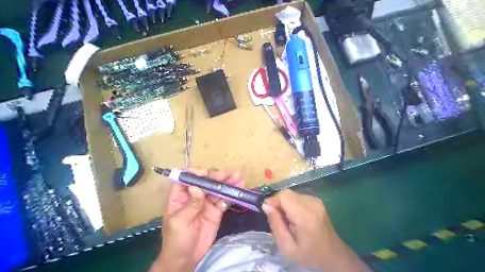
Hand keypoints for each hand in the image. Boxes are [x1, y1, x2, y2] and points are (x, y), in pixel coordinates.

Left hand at [150, 169, 244, 270]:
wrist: (186, 259)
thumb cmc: (176, 240)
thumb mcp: (179, 222)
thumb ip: (190, 205)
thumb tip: (197, 187)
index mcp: (180, 196)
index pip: (187, 179)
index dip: (196, 173)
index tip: (206, 174)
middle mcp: (194, 196)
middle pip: (205, 181)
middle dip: (216, 176)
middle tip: (229, 175)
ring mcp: (206, 203)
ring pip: (217, 189)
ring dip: (227, 183)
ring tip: (239, 177)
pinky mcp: (216, 211)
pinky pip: (224, 200)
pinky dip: (231, 194)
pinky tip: (239, 188)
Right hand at [264, 191, 370, 270]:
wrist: (334, 256)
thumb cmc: (309, 255)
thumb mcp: (287, 248)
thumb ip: (276, 225)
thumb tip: (266, 205)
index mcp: (305, 215)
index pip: (284, 196)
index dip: (273, 201)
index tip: (269, 213)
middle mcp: (312, 203)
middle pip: (287, 193)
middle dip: (278, 203)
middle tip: (278, 219)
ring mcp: (316, 201)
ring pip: (292, 194)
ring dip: (285, 204)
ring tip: (287, 220)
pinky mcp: (317, 201)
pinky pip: (298, 196)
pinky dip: (292, 204)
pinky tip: (295, 217)